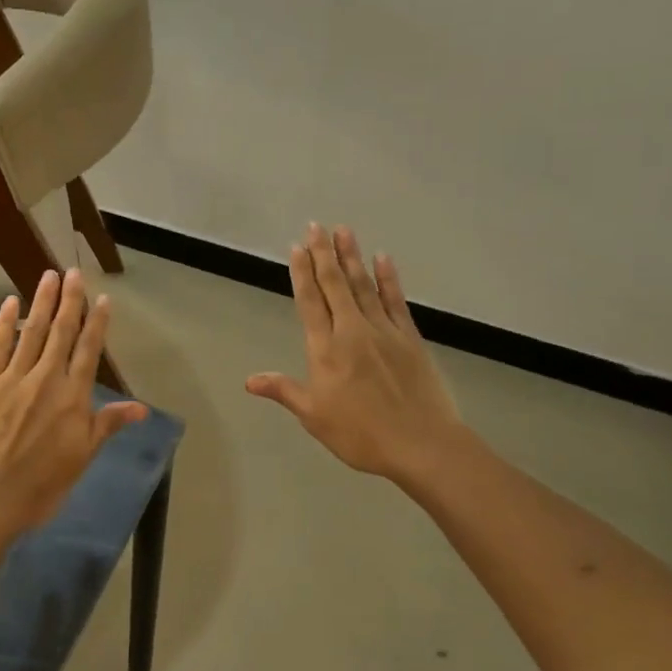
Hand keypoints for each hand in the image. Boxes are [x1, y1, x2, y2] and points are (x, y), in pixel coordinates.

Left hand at [0, 269, 148, 536]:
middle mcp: (46, 379)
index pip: (89, 351)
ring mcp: (13, 379)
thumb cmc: (40, 487)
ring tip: (49, 275)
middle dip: (70, 300)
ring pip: (32, 332)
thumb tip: (141, 408)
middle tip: (73, 272)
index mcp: (73, 398)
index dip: (97, 322)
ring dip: (42, 302)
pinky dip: (6, 323)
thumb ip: (106, 426)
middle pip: (62, 332)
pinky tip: (11, 303)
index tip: (103, 298)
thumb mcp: (81, 458)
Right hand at [246, 223, 463, 486]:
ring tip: (343, 231)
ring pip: (363, 286)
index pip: (310, 303)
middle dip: (324, 254)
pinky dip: (388, 278)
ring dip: (352, 257)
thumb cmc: (361, 434)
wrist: (421, 444)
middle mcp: (352, 331)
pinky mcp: (410, 337)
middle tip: (316, 226)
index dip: (302, 274)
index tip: (297, 248)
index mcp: (326, 350)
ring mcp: (384, 331)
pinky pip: (395, 301)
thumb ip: (284, 391)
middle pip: (335, 285)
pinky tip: (383, 259)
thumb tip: (250, 380)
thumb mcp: (314, 416)